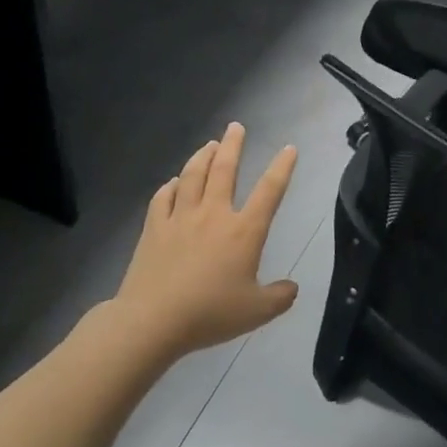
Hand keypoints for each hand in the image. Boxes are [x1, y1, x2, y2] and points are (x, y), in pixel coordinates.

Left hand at [110, 123, 299, 357]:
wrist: (154, 319)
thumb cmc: (210, 314)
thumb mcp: (257, 312)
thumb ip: (279, 297)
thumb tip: (292, 287)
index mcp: (243, 231)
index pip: (269, 191)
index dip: (282, 168)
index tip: (288, 149)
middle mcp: (213, 214)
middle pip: (224, 169)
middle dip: (233, 145)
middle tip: (236, 126)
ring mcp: (180, 217)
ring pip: (193, 175)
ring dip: (203, 156)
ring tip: (210, 144)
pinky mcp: (154, 227)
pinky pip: (163, 197)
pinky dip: (171, 185)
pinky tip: (174, 182)